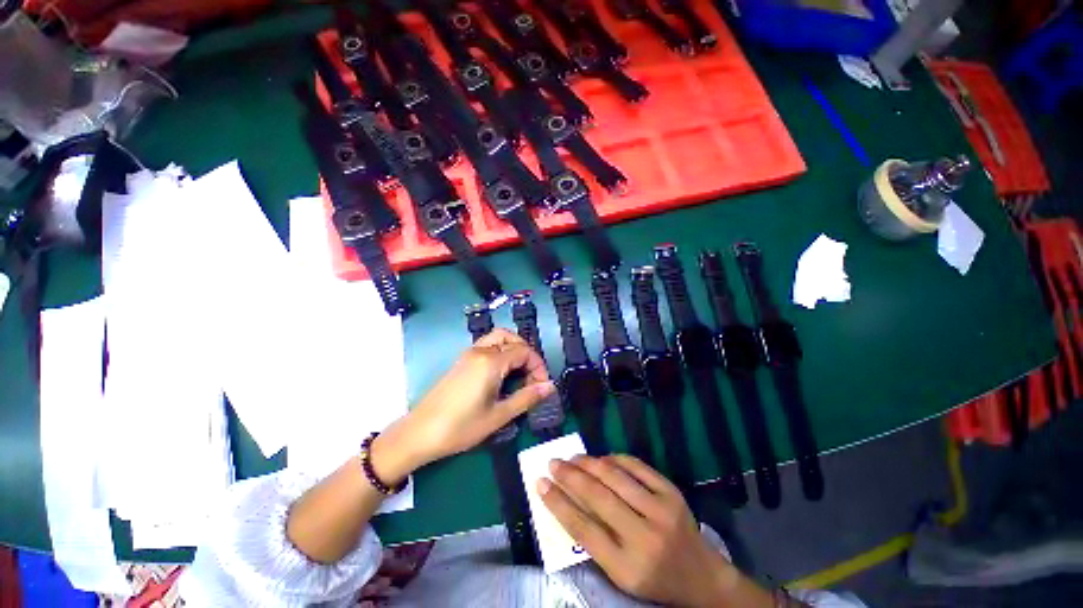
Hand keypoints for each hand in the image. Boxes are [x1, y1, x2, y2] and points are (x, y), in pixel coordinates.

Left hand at [388, 329, 554, 470]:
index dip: (538, 366)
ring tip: (519, 373)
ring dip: (513, 349)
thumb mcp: (498, 416)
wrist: (419, 433)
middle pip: (512, 339)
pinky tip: (502, 374)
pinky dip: (501, 352)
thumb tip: (550, 386)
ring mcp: (469, 354)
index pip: (524, 351)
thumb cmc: (460, 427)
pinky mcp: (462, 361)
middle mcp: (480, 351)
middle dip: (527, 354)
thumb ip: (526, 398)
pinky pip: (487, 346)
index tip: (541, 386)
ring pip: (498, 338)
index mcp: (491, 361)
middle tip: (532, 377)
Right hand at [538, 455, 771, 607]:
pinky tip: (602, 458)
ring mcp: (661, 510)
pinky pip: (636, 466)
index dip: (558, 503)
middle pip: (597, 497)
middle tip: (553, 463)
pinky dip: (615, 458)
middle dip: (569, 476)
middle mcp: (644, 537)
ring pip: (615, 476)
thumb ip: (593, 539)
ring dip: (589, 463)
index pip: (582, 528)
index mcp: (627, 567)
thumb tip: (566, 499)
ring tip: (573, 458)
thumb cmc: (653, 578)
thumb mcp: (619, 573)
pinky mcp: (671, 492)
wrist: (701, 575)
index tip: (540, 483)